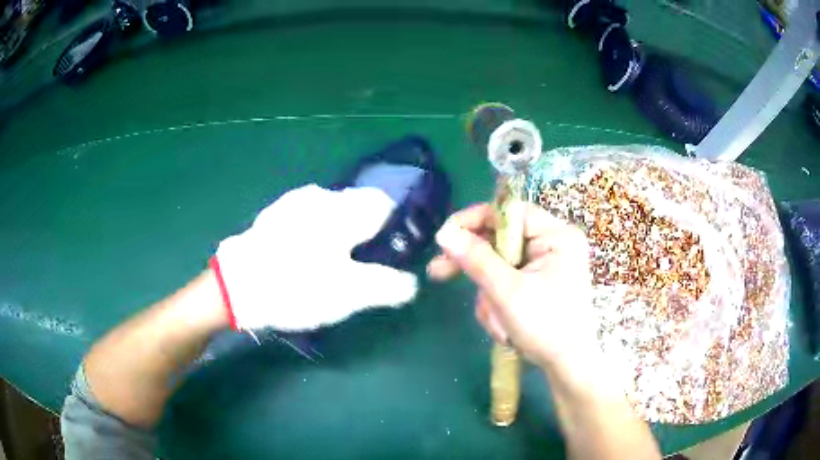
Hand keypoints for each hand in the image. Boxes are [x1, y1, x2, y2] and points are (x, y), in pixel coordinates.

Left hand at [213, 184, 417, 330]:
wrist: (236, 288)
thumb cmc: (297, 287)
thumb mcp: (349, 294)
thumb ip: (387, 285)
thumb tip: (411, 282)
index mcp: (342, 210)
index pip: (384, 205)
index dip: (393, 228)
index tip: (389, 254)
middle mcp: (320, 196)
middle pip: (359, 206)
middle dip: (366, 232)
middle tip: (360, 266)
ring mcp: (294, 202)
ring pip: (333, 211)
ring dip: (341, 233)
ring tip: (331, 265)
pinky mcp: (275, 214)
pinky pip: (309, 217)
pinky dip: (318, 233)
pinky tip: (305, 258)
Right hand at [427, 203, 598, 369]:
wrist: (567, 366)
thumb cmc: (547, 327)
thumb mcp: (508, 293)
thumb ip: (476, 259)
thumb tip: (444, 233)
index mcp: (556, 236)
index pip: (509, 211)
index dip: (475, 220)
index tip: (445, 237)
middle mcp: (552, 243)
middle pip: (501, 238)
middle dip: (476, 266)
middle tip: (439, 273)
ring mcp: (545, 264)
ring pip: (498, 264)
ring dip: (488, 294)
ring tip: (496, 322)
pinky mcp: (537, 281)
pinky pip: (506, 280)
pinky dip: (497, 302)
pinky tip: (503, 326)